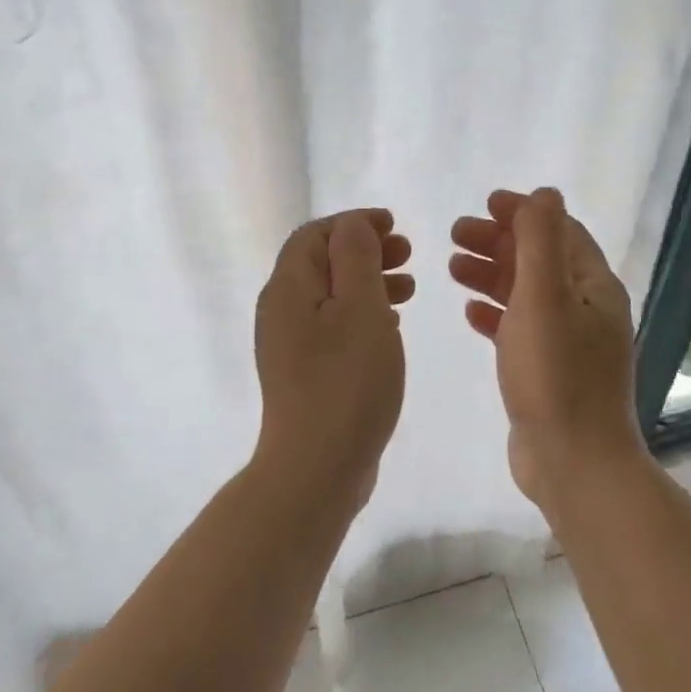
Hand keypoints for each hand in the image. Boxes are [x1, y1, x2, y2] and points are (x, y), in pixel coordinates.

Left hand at [254, 209, 414, 507]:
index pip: (315, 235)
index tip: (394, 226)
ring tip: (409, 288)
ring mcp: (290, 345)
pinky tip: (390, 326)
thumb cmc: (345, 380)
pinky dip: (362, 314)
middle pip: (321, 262)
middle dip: (365, 251)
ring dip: (368, 282)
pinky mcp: (304, 372)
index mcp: (288, 288)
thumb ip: (356, 258)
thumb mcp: (360, 308)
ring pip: (331, 296)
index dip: (354, 223)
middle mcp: (281, 311)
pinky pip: (333, 326)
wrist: (316, 467)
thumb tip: (352, 226)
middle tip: (407, 255)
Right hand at [449, 188, 645, 514]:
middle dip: (499, 241)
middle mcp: (586, 309)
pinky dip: (494, 314)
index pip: (560, 231)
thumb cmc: (556, 375)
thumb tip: (544, 193)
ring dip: (491, 274)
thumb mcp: (545, 297)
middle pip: (539, 260)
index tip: (484, 204)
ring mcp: (567, 342)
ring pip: (526, 294)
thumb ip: (541, 241)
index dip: (524, 213)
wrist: (573, 464)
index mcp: (593, 286)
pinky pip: (518, 329)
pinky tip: (468, 313)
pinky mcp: (547, 372)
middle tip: (453, 234)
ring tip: (451, 266)